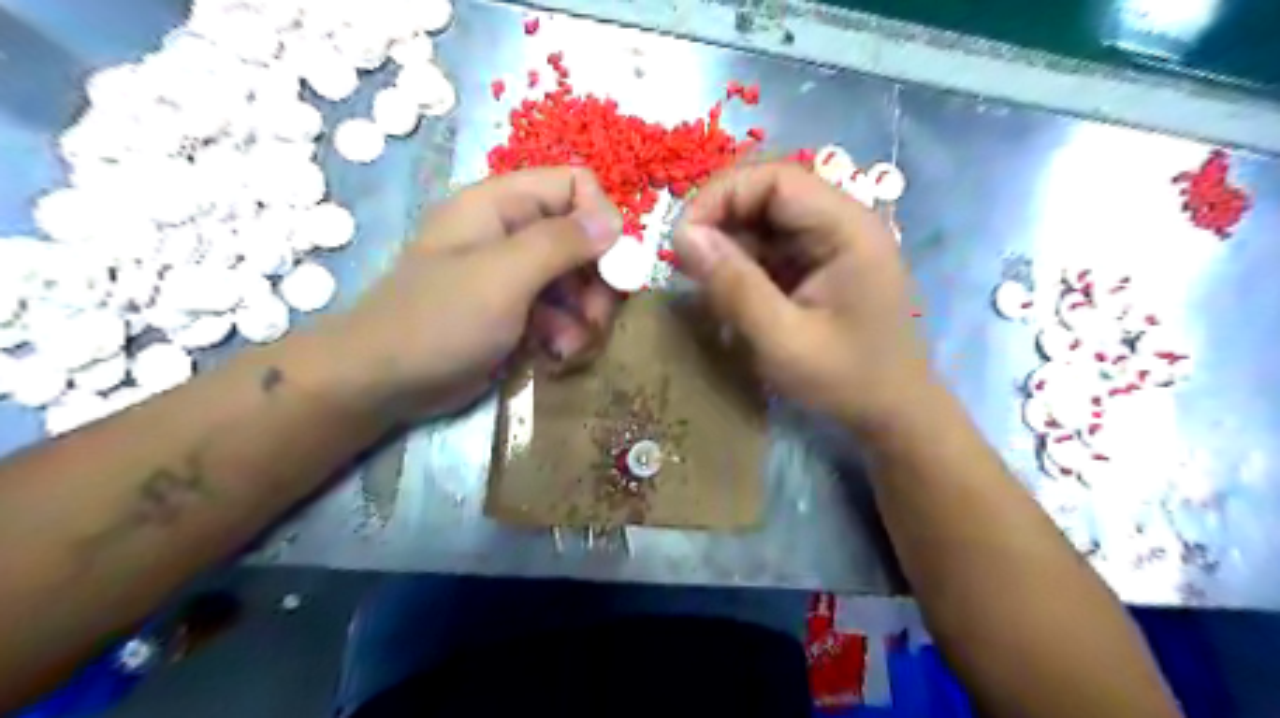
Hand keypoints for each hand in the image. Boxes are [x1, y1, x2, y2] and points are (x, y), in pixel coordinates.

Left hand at [316, 165, 618, 420]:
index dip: (601, 218)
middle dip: (599, 280)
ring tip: (572, 346)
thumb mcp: (502, 277)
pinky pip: (563, 313)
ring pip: (580, 281)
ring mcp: (517, 276)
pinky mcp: (519, 313)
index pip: (574, 185)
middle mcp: (513, 234)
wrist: (385, 383)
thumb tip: (614, 220)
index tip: (613, 264)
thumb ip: (560, 243)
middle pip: (584, 238)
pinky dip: (568, 334)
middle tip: (597, 317)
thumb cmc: (438, 320)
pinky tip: (557, 356)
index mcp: (501, 206)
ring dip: (586, 316)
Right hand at [675, 162, 936, 430]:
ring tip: (701, 279)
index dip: (721, 196)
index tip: (682, 237)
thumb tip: (682, 236)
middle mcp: (843, 222)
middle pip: (769, 191)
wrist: (893, 412)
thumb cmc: (846, 380)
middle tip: (685, 259)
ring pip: (766, 218)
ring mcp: (832, 242)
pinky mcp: (821, 263)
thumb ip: (734, 287)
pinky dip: (742, 261)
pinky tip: (727, 289)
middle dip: (720, 218)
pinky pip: (772, 245)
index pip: (776, 179)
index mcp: (847, 229)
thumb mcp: (783, 340)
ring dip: (728, 241)